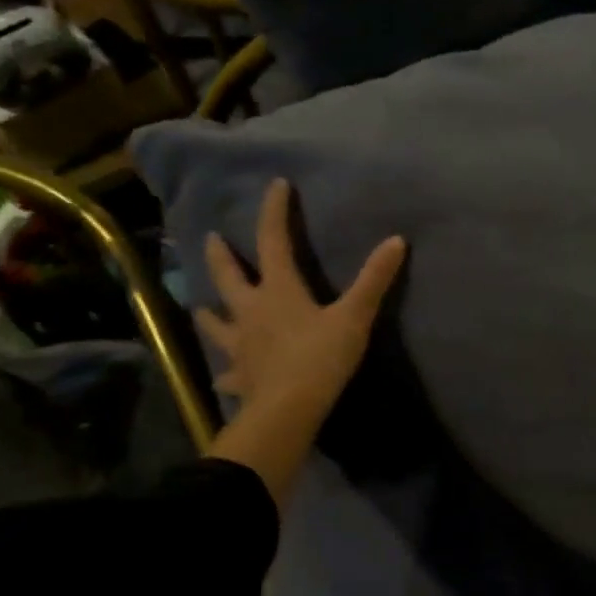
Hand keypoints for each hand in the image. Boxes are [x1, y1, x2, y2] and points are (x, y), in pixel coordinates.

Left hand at [196, 180, 406, 502]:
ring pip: (216, 324)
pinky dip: (226, 373)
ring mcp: (240, 346)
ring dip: (208, 314)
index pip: (274, 241)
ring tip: (199, 307)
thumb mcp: (354, 316)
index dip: (275, 211)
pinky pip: (228, 373)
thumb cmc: (321, 358)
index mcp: (278, 291)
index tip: (276, 185)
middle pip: (229, 277)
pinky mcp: (241, 377)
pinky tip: (223, 378)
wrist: (289, 409)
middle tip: (212, 239)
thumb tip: (396, 240)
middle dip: (221, 256)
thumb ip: (374, 280)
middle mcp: (250, 312)